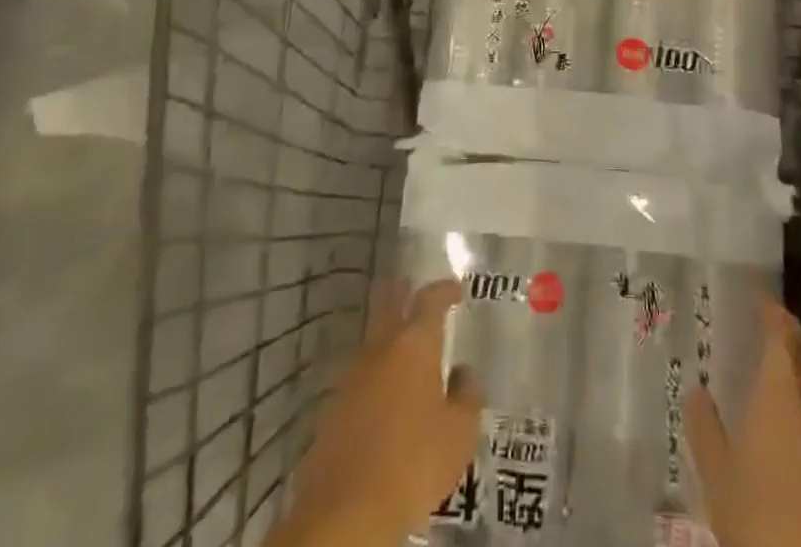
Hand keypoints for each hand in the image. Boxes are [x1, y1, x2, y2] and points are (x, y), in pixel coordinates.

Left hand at [271, 279, 483, 546]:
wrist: (345, 513)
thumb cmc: (413, 463)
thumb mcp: (459, 434)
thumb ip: (467, 396)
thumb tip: (464, 373)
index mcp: (415, 344)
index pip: (431, 299)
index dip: (445, 290)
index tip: (456, 289)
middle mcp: (381, 348)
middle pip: (390, 304)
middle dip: (403, 292)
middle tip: (413, 287)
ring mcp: (352, 376)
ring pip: (373, 340)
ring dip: (388, 335)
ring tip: (404, 344)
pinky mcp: (333, 408)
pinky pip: (360, 375)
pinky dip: (375, 372)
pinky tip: (383, 391)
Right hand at [688, 299, 800, 546]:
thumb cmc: (756, 517)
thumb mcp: (717, 475)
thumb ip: (705, 429)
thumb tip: (696, 391)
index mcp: (780, 399)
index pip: (782, 341)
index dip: (774, 317)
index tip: (763, 299)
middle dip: (790, 347)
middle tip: (768, 333)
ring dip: (796, 384)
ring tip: (771, 382)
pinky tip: (784, 438)